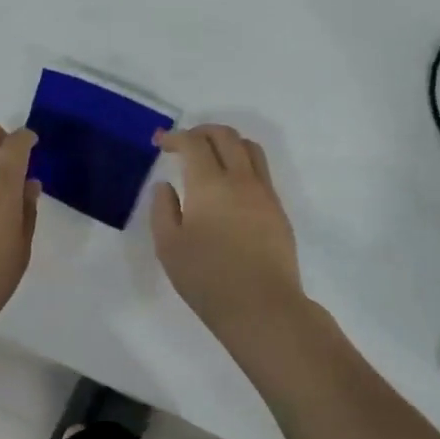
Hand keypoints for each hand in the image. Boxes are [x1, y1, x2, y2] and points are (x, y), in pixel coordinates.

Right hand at [152, 125, 308, 353]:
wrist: (262, 307)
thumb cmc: (207, 278)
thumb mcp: (169, 247)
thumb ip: (163, 209)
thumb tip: (165, 186)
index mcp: (210, 183)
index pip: (194, 143)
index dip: (175, 137)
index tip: (161, 143)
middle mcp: (240, 179)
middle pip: (225, 135)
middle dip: (202, 131)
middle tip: (184, 143)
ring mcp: (264, 193)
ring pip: (249, 148)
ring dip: (227, 142)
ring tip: (211, 157)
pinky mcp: (278, 210)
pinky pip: (261, 171)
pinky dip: (242, 163)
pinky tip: (230, 186)